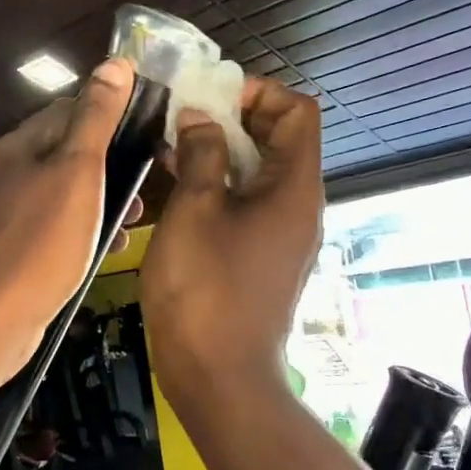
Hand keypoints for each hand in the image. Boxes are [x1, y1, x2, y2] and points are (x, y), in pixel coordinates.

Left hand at [0, 58, 139, 381]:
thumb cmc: (39, 243)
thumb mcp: (76, 173)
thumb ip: (95, 119)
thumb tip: (114, 62)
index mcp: (18, 147)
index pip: (68, 108)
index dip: (110, 111)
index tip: (150, 127)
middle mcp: (4, 174)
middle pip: (64, 152)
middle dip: (109, 163)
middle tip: (148, 181)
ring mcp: (1, 216)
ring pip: (61, 194)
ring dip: (99, 200)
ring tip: (136, 219)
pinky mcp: (6, 253)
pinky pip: (51, 230)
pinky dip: (80, 232)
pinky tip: (105, 250)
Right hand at [141, 77, 322, 413]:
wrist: (219, 377)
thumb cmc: (205, 289)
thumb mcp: (195, 211)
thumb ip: (201, 155)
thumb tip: (201, 118)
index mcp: (294, 187)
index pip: (298, 111)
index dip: (259, 92)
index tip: (210, 97)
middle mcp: (298, 205)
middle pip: (279, 139)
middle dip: (233, 118)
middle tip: (183, 117)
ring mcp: (282, 234)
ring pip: (258, 172)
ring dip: (220, 151)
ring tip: (172, 146)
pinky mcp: (262, 257)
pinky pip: (247, 203)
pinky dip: (219, 185)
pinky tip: (176, 187)